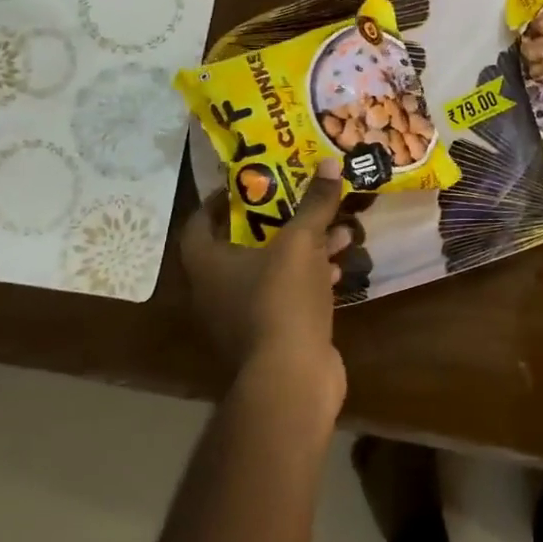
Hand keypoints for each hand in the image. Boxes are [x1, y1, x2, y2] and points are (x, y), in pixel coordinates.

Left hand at [181, 160, 350, 412]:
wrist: (291, 379)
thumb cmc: (282, 301)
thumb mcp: (301, 243)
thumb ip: (314, 203)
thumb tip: (329, 163)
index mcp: (207, 263)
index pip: (201, 221)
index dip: (223, 198)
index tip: (254, 182)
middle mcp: (216, 290)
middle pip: (243, 244)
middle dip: (278, 221)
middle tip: (303, 200)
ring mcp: (242, 317)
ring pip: (271, 270)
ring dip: (303, 250)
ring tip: (337, 230)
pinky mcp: (270, 336)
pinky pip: (287, 296)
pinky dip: (311, 279)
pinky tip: (340, 267)